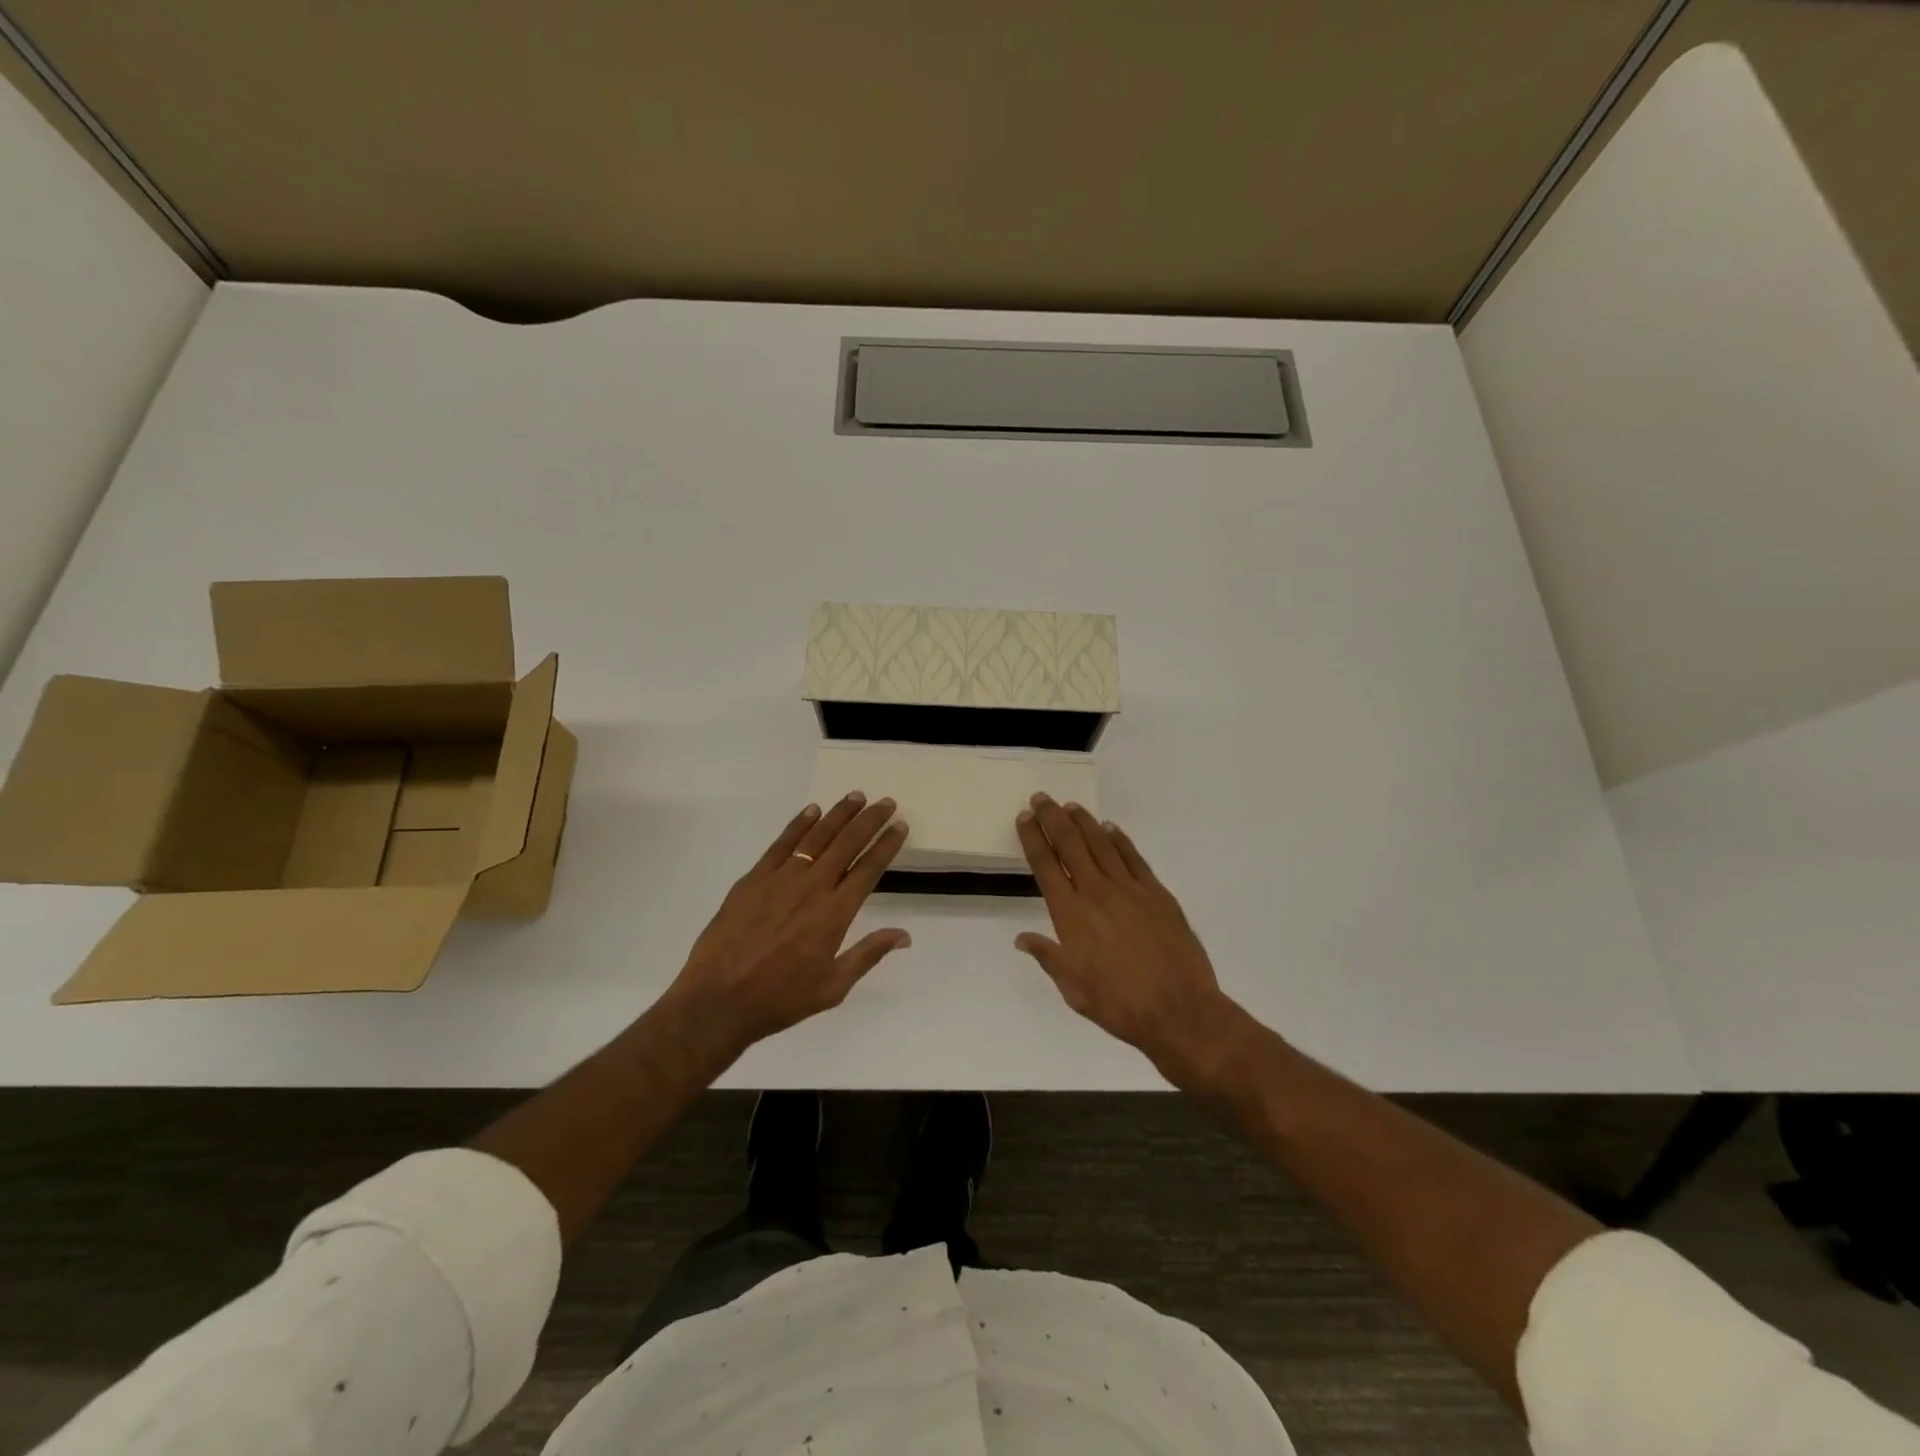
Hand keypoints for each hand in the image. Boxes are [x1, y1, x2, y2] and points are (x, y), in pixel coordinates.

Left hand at [667, 793, 910, 1056]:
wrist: (718, 1001)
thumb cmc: (781, 998)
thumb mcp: (833, 986)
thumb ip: (869, 954)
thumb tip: (905, 935)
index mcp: (835, 914)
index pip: (869, 869)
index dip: (887, 845)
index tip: (900, 826)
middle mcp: (812, 887)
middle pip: (847, 844)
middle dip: (869, 820)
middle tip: (886, 802)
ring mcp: (780, 879)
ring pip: (816, 837)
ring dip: (839, 814)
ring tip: (855, 797)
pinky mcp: (753, 879)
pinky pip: (781, 844)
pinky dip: (798, 824)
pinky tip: (812, 811)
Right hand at [1015, 795, 1252, 1090]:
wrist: (1178, 1009)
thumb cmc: (1118, 1003)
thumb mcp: (1072, 987)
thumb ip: (1048, 957)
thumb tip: (1023, 938)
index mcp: (1070, 914)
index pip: (1045, 865)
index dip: (1033, 839)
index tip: (1024, 818)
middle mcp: (1096, 892)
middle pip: (1070, 844)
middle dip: (1053, 818)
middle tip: (1042, 798)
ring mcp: (1129, 889)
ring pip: (1101, 844)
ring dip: (1083, 822)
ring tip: (1071, 806)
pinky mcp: (1156, 893)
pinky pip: (1133, 858)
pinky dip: (1120, 840)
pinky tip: (1111, 829)